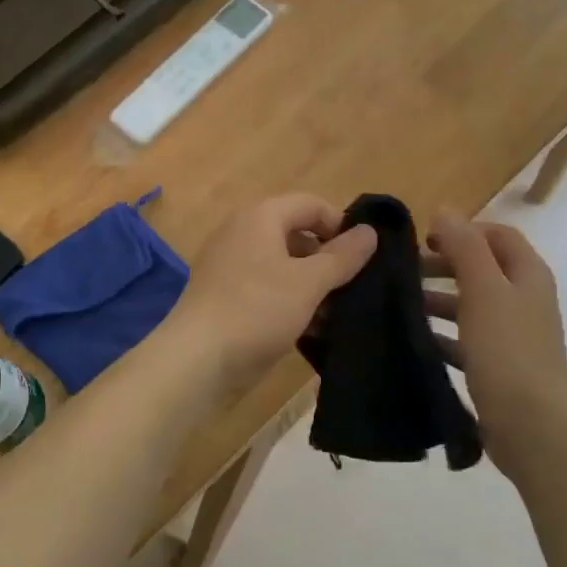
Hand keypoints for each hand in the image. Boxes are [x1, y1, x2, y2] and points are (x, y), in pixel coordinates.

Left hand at [166, 194, 377, 395]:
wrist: (196, 362)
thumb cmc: (256, 310)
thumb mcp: (309, 282)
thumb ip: (343, 256)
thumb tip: (370, 231)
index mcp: (260, 217)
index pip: (311, 204)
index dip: (341, 225)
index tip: (364, 258)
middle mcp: (242, 234)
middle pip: (297, 235)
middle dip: (328, 261)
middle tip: (353, 290)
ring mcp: (230, 268)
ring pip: (283, 267)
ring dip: (312, 288)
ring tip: (336, 316)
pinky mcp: (226, 299)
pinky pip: (266, 291)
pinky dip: (290, 304)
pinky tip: (310, 331)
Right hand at [423, 209, 566, 474]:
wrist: (531, 425)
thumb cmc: (507, 350)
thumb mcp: (483, 290)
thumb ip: (464, 247)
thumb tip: (445, 210)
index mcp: (528, 275)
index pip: (497, 235)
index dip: (462, 231)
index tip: (423, 241)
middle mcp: (525, 299)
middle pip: (482, 269)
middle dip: (444, 267)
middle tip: (404, 274)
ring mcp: (515, 335)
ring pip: (472, 305)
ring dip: (439, 301)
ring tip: (401, 307)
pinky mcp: (501, 366)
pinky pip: (468, 340)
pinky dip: (444, 335)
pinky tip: (416, 341)